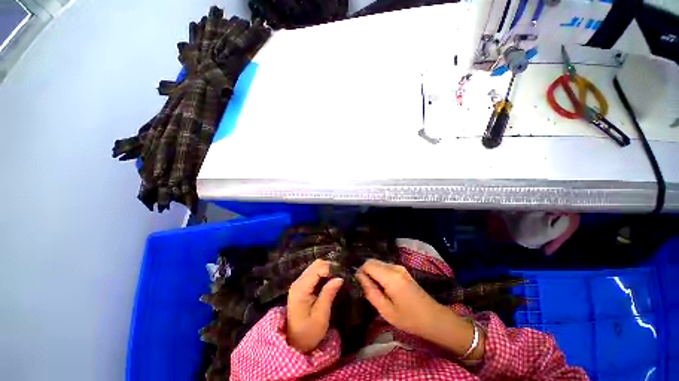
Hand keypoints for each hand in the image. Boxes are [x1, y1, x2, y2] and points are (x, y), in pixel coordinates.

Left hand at [286, 259, 343, 352]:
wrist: (295, 343)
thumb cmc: (308, 333)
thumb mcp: (321, 316)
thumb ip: (328, 294)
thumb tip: (340, 278)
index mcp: (301, 289)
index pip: (318, 269)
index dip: (332, 269)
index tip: (343, 276)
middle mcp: (298, 282)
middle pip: (316, 264)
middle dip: (330, 268)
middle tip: (341, 277)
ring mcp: (299, 282)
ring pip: (316, 266)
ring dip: (327, 270)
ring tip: (337, 279)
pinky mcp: (301, 285)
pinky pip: (314, 272)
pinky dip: (323, 274)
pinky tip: (330, 282)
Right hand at [356, 259, 445, 336]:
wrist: (434, 318)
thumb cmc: (409, 318)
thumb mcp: (386, 310)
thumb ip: (370, 292)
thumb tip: (359, 278)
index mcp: (390, 276)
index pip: (368, 264)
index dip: (360, 272)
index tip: (359, 285)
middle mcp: (395, 267)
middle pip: (373, 261)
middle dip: (366, 272)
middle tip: (365, 288)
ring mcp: (400, 267)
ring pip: (379, 263)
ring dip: (373, 273)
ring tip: (374, 289)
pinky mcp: (402, 270)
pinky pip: (385, 267)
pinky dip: (380, 273)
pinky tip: (383, 287)